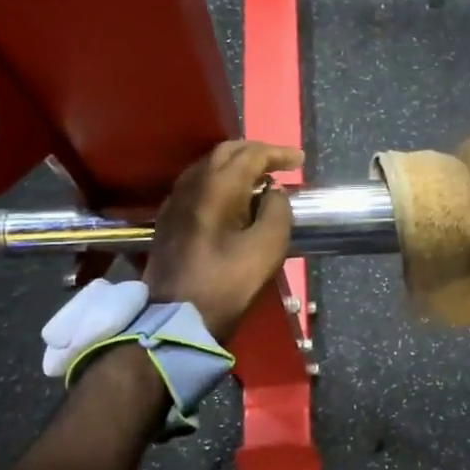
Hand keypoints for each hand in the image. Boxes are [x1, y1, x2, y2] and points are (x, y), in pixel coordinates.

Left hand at [144, 140, 303, 342]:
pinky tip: (231, 199)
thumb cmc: (227, 282)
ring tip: (259, 180)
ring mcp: (175, 200)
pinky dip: (219, 181)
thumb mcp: (268, 247)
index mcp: (218, 185)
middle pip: (226, 152)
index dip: (278, 153)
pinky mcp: (168, 219)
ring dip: (236, 166)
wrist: (176, 318)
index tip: (300, 160)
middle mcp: (192, 183)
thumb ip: (277, 210)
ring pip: (208, 166)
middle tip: (280, 164)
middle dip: (256, 153)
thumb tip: (273, 192)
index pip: (251, 154)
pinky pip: (197, 184)